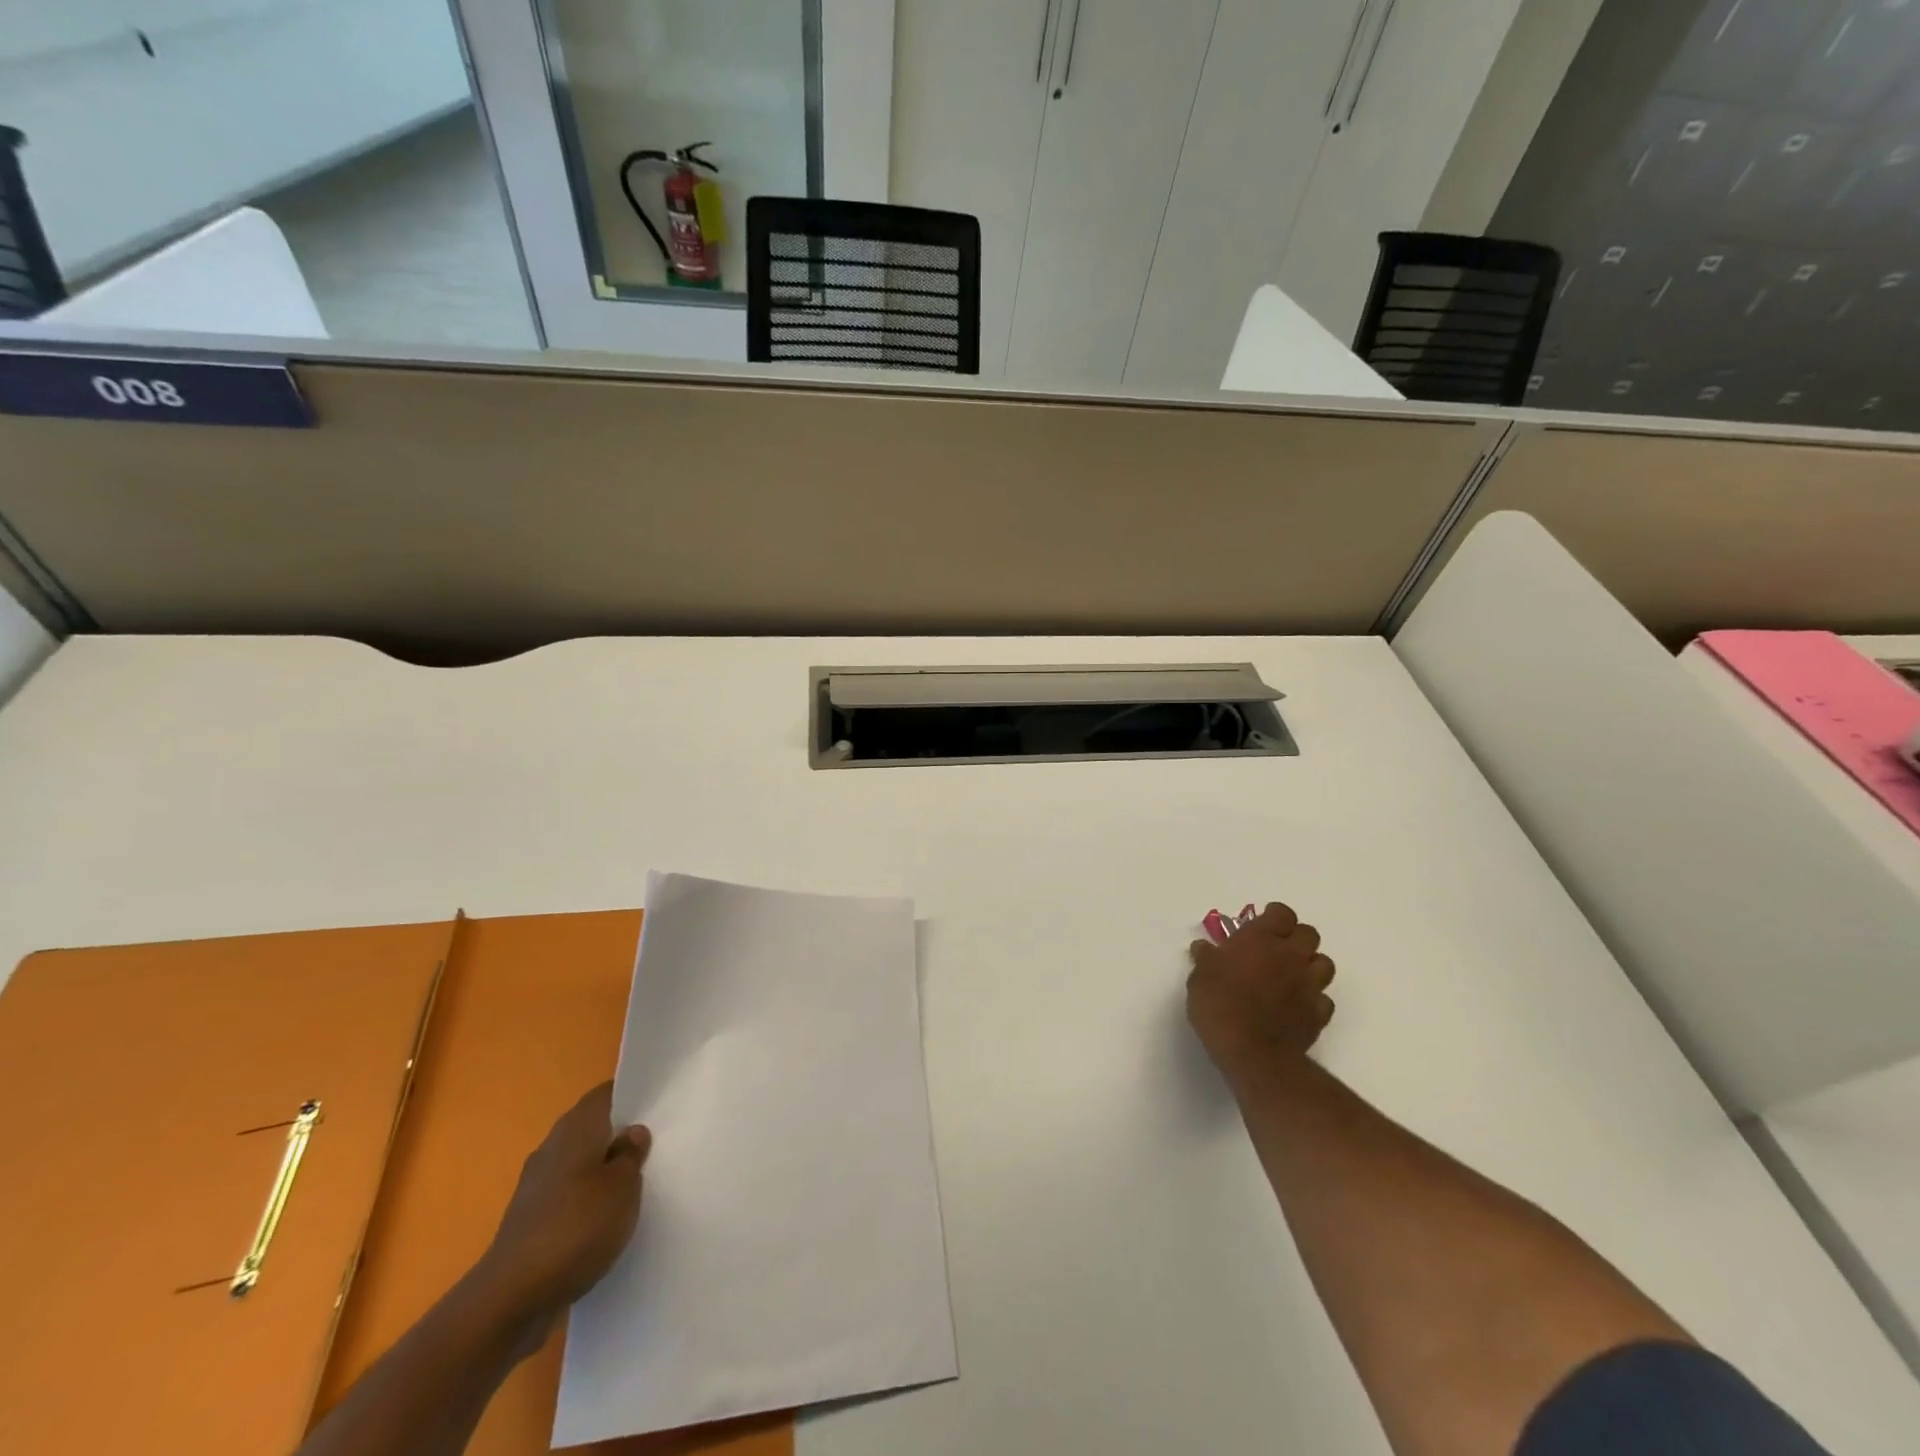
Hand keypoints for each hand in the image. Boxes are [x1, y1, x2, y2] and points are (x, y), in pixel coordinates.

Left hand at [477, 1081, 650, 1330]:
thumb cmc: (577, 1227)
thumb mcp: (623, 1186)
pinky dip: (588, 1200)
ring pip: (580, 1163)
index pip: (607, 1094)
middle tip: (657, 1142)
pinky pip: (569, 1196)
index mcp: (576, 1127)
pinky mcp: (530, 1220)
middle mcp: (553, 1147)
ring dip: (604, 1170)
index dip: (632, 1093)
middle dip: (620, 1134)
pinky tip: (607, 1219)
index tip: (659, 1102)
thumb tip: (631, 1133)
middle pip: (592, 1128)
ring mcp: (537, 1185)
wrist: (512, 1298)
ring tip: (638, 1183)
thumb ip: (631, 1154)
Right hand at [1187, 902, 1335, 1082]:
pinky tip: (1298, 1006)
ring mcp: (1309, 985)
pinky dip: (1314, 999)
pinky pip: (1324, 999)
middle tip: (1277, 949)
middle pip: (1309, 934)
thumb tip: (1204, 948)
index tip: (1262, 925)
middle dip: (1296, 938)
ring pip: (1324, 963)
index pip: (1282, 913)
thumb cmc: (1219, 1004)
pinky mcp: (1319, 1014)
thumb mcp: (1200, 976)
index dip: (1274, 916)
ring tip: (1292, 975)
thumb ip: (1206, 958)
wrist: (1251, 1051)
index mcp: (1262, 939)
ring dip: (1310, 965)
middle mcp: (1291, 956)